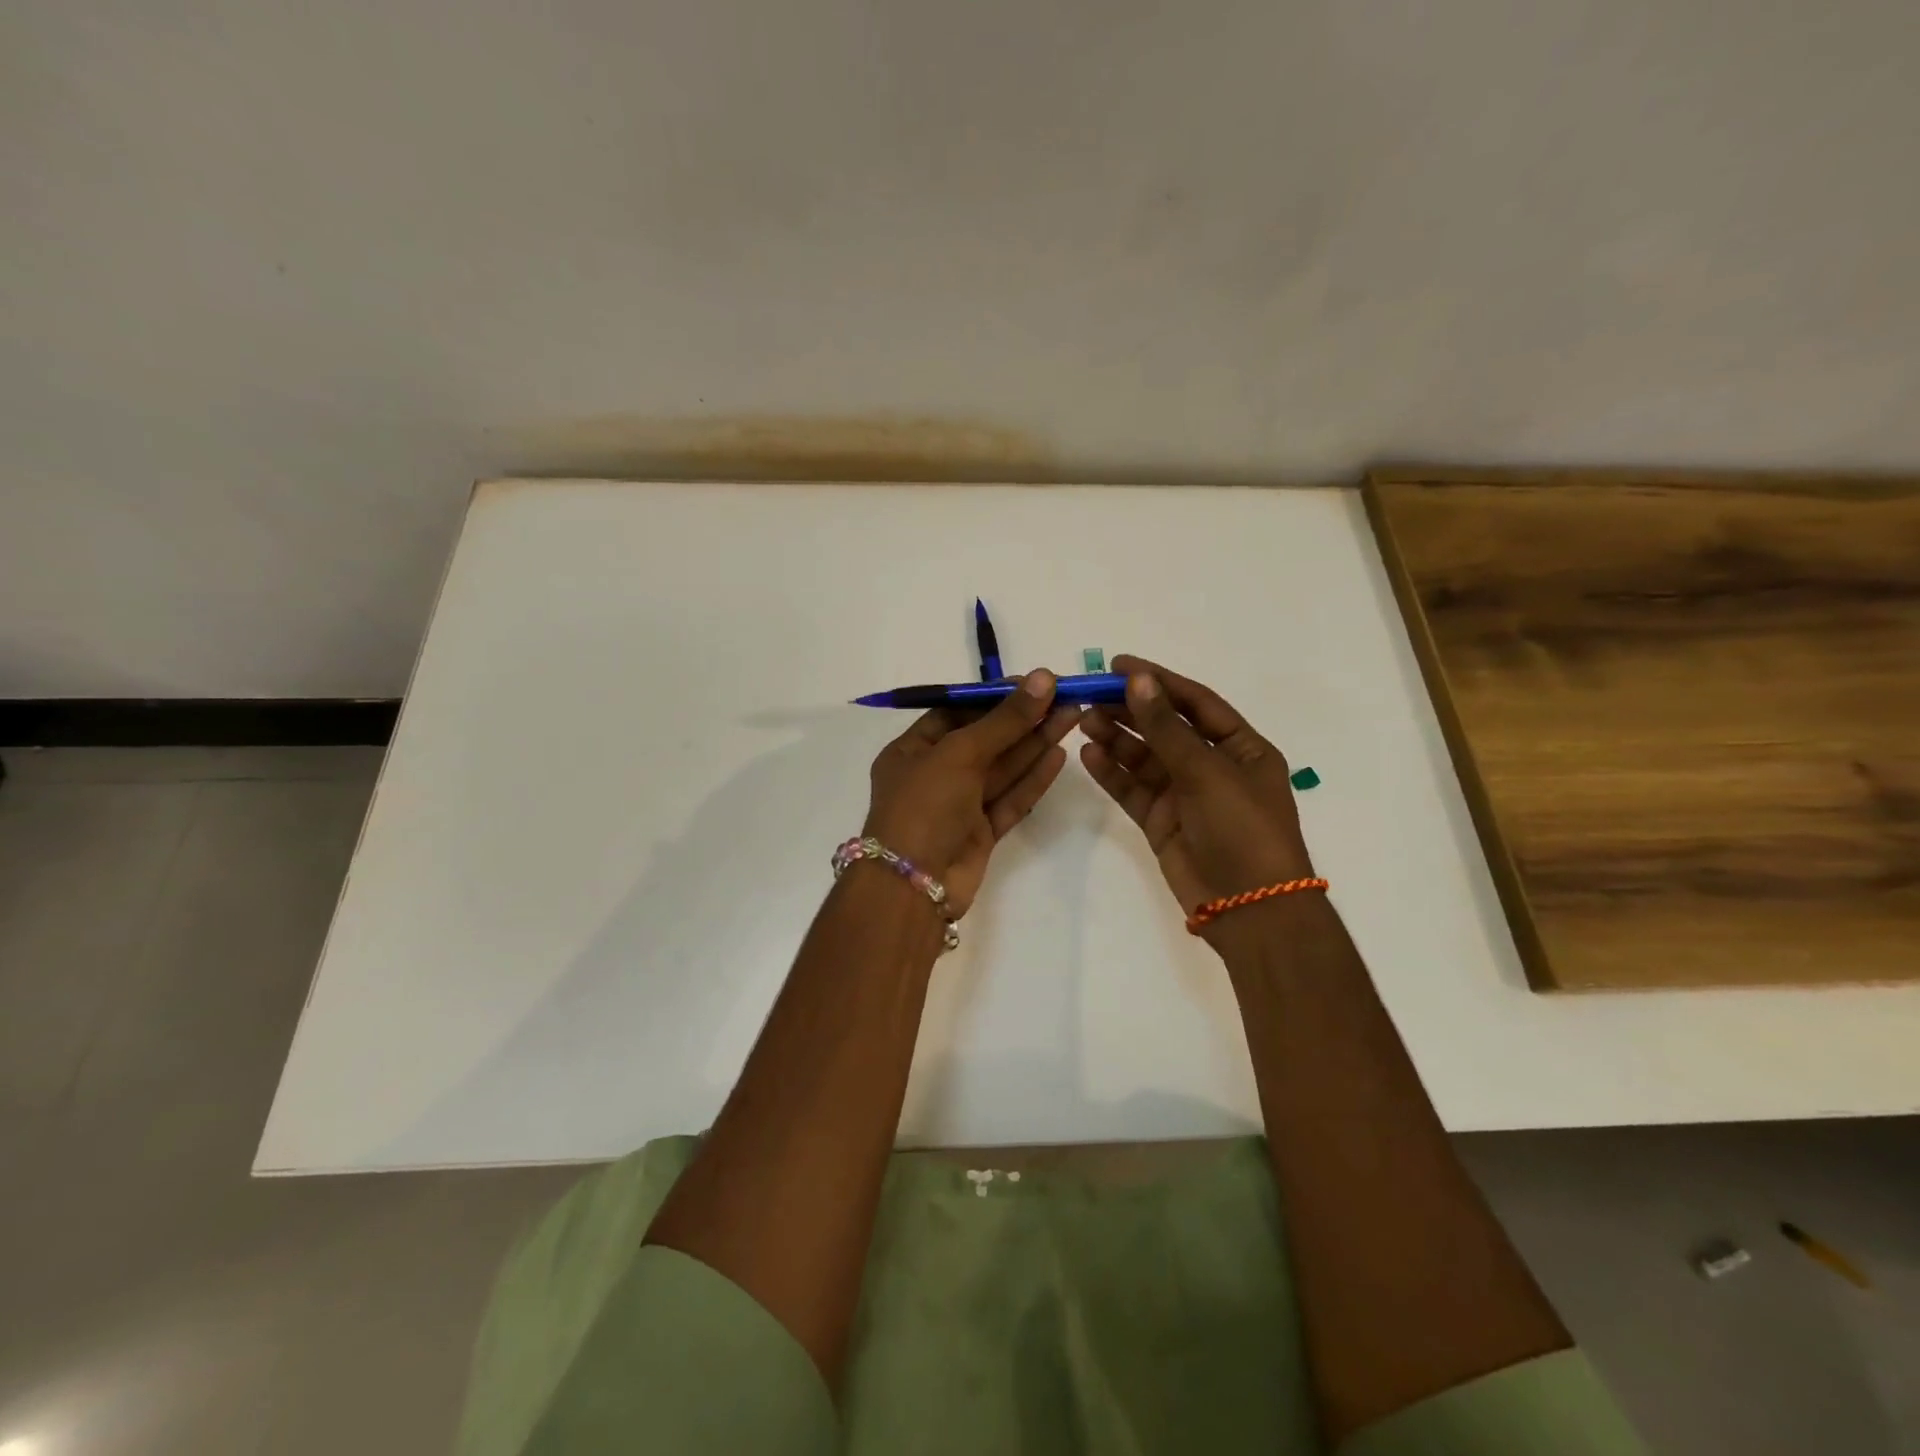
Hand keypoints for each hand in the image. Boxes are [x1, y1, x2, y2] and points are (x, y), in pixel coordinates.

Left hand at [863, 670, 1081, 917]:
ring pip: (1002, 769)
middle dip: (1023, 719)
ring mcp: (959, 806)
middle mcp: (934, 775)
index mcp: (912, 751)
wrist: (913, 886)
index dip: (993, 698)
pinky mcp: (981, 833)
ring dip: (1035, 743)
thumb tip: (1042, 679)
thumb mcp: (960, 753)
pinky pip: (1009, 799)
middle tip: (1064, 696)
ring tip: (1073, 715)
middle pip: (985, 740)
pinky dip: (1033, 779)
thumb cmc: (924, 806)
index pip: (956, 714)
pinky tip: (1059, 754)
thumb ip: (1004, 720)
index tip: (1032, 684)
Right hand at [1079, 655, 1313, 926]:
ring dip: (1116, 738)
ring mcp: (1186, 795)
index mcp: (1242, 748)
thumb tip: (1138, 680)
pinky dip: (1112, 772)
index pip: (1195, 703)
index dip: (1159, 681)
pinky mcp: (1162, 821)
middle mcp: (1213, 766)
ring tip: (1083, 721)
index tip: (1118, 665)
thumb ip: (1166, 727)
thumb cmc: (1242, 829)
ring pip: (1145, 758)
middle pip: (1165, 728)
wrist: (1250, 908)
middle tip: (1090, 694)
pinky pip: (1134, 789)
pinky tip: (1088, 755)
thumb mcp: (1207, 771)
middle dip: (1130, 710)